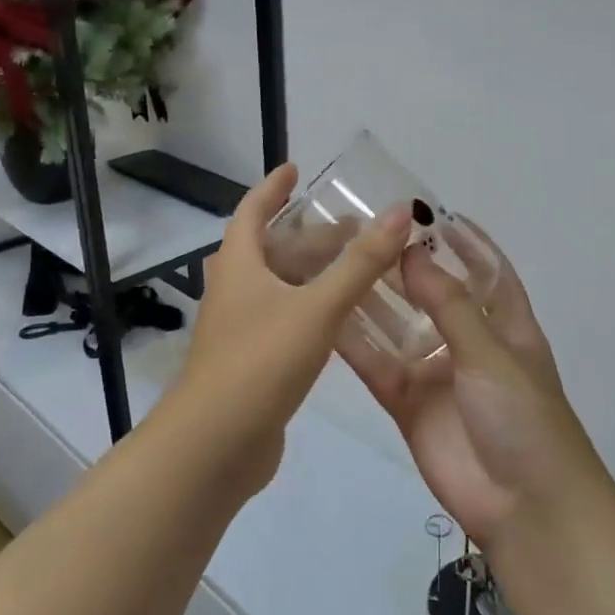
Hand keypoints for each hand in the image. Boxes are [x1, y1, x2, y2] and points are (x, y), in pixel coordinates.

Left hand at [173, 163, 411, 488]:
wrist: (214, 445)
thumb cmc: (260, 362)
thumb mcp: (317, 307)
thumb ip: (360, 263)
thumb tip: (399, 212)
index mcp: (239, 266)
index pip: (252, 211)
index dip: (273, 188)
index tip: (296, 168)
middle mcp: (235, 291)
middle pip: (272, 250)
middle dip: (311, 236)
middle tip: (355, 230)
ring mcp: (241, 329)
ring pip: (281, 288)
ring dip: (314, 274)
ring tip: (358, 269)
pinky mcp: (252, 362)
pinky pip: (286, 321)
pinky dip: (312, 310)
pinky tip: (342, 320)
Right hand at [339, 230, 604, 547]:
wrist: (525, 507)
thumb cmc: (524, 417)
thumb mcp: (490, 353)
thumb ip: (448, 304)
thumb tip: (412, 253)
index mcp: (505, 325)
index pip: (487, 270)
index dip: (465, 241)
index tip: (429, 211)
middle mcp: (469, 343)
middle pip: (433, 294)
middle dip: (405, 266)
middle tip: (362, 233)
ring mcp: (436, 374)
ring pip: (398, 328)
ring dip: (373, 300)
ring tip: (335, 264)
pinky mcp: (408, 404)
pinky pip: (378, 366)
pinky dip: (355, 345)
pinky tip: (325, 318)